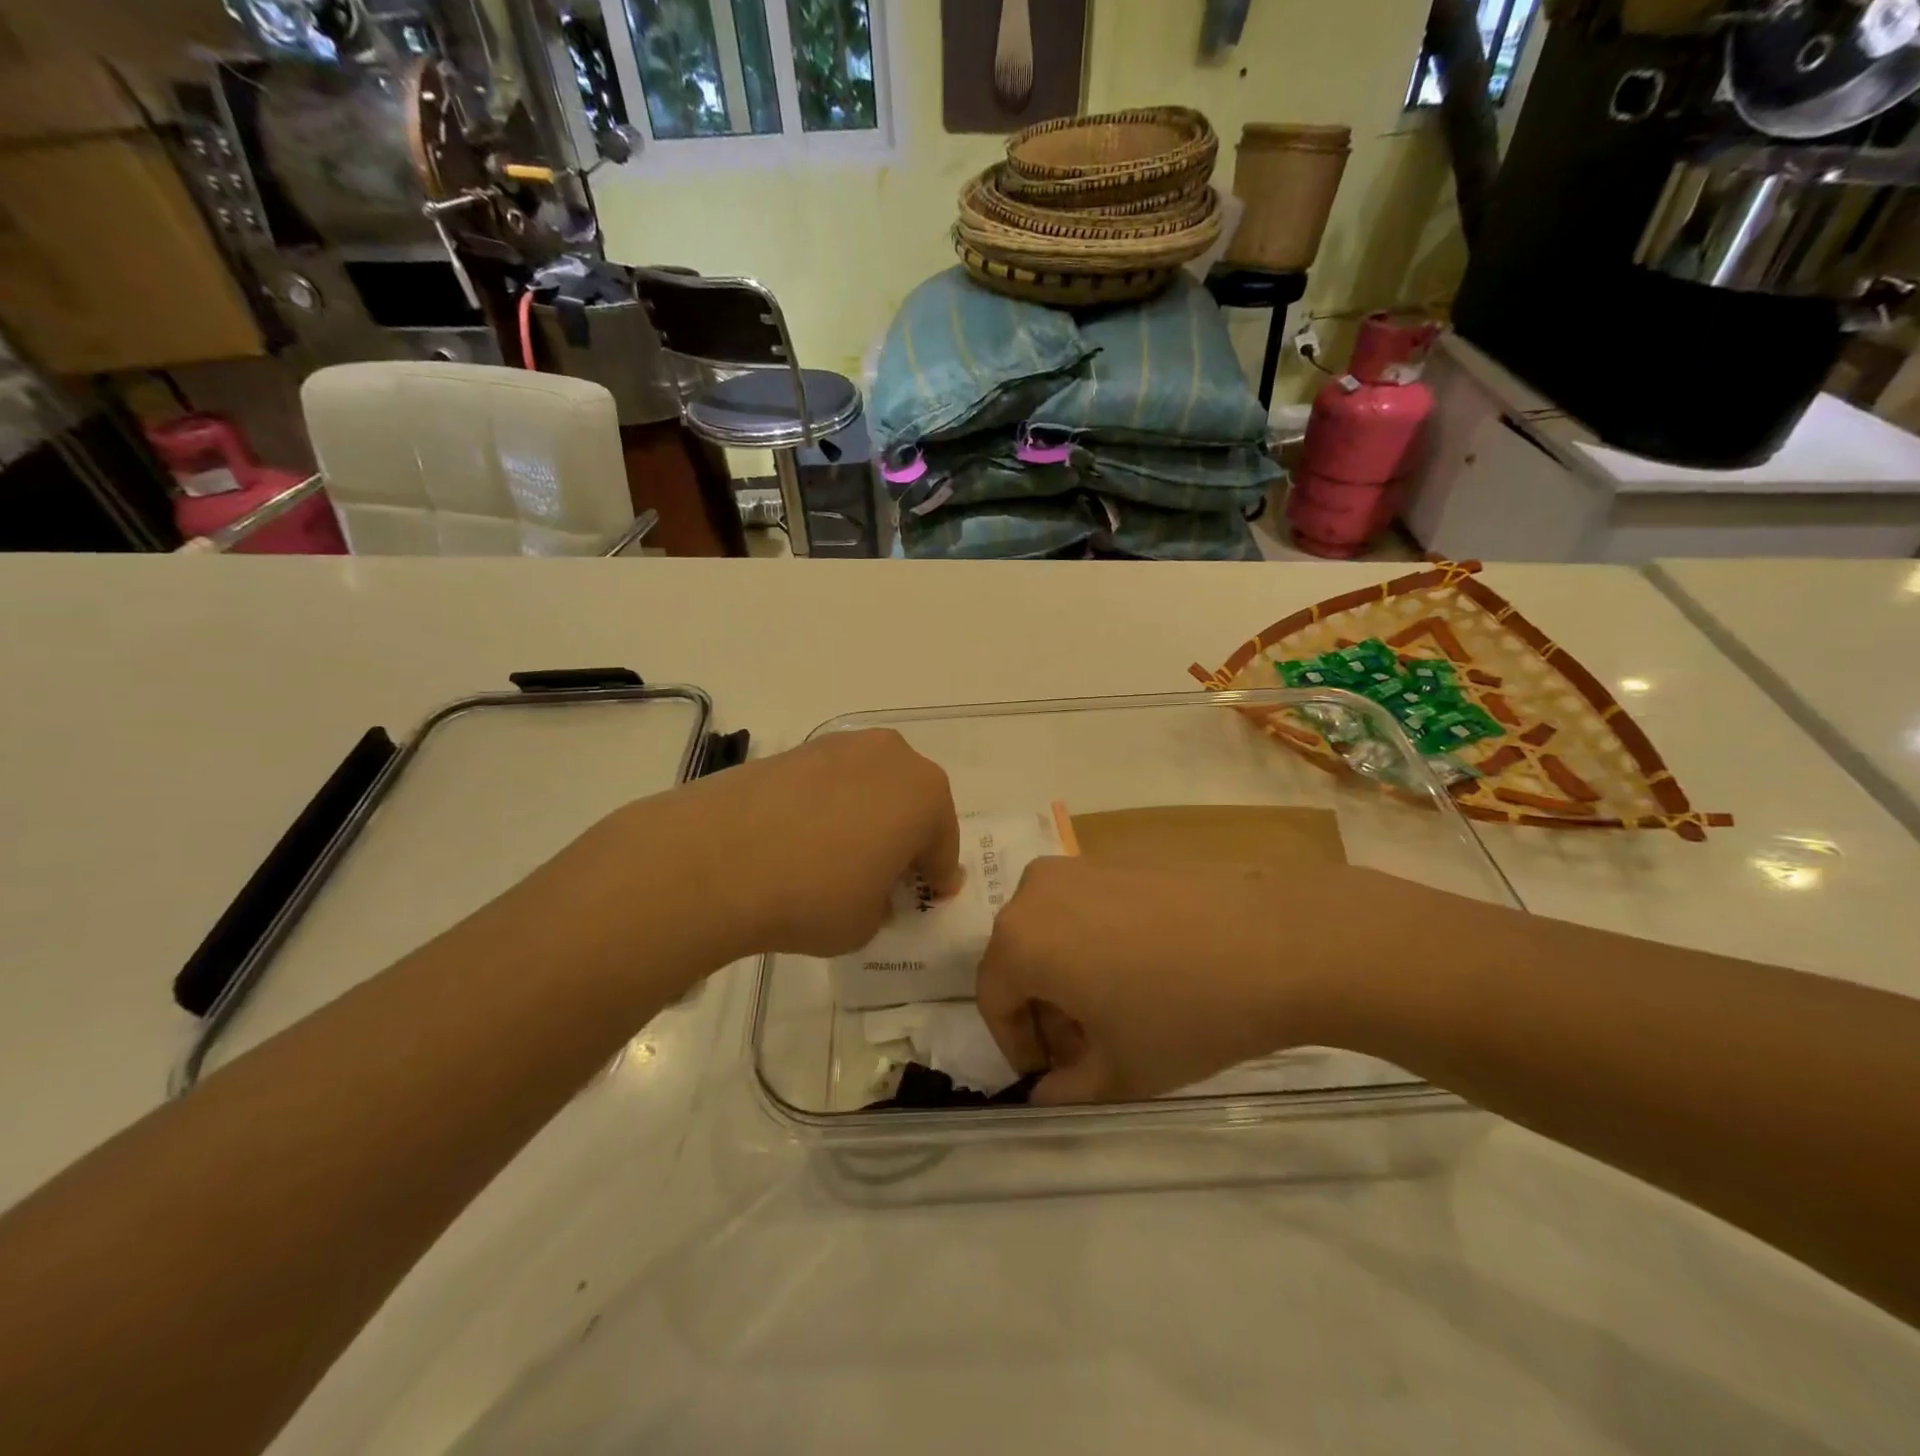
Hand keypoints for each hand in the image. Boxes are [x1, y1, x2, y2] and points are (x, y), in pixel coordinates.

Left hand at [621, 728, 960, 960]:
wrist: (716, 859)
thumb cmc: (813, 896)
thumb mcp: (867, 923)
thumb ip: (884, 902)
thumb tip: (872, 887)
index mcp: (925, 794)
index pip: (943, 844)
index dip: (937, 876)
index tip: (929, 897)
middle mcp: (892, 756)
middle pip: (911, 803)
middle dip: (905, 837)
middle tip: (887, 875)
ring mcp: (840, 746)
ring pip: (871, 787)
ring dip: (868, 817)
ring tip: (840, 856)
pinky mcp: (796, 749)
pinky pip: (832, 782)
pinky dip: (830, 806)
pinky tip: (804, 838)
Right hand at [975, 858, 1418, 1104]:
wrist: (1272, 942)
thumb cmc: (1182, 1013)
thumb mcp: (1118, 1072)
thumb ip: (1066, 1091)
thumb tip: (1043, 1092)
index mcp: (1019, 940)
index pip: (993, 999)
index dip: (1017, 1046)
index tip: (1052, 1074)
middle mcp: (1034, 891)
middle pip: (1020, 961)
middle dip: (1045, 1011)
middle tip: (1086, 1048)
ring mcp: (1077, 867)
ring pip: (1050, 932)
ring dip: (1067, 976)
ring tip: (1117, 1011)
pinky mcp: (1115, 858)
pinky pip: (1083, 907)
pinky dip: (1093, 942)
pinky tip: (1142, 970)